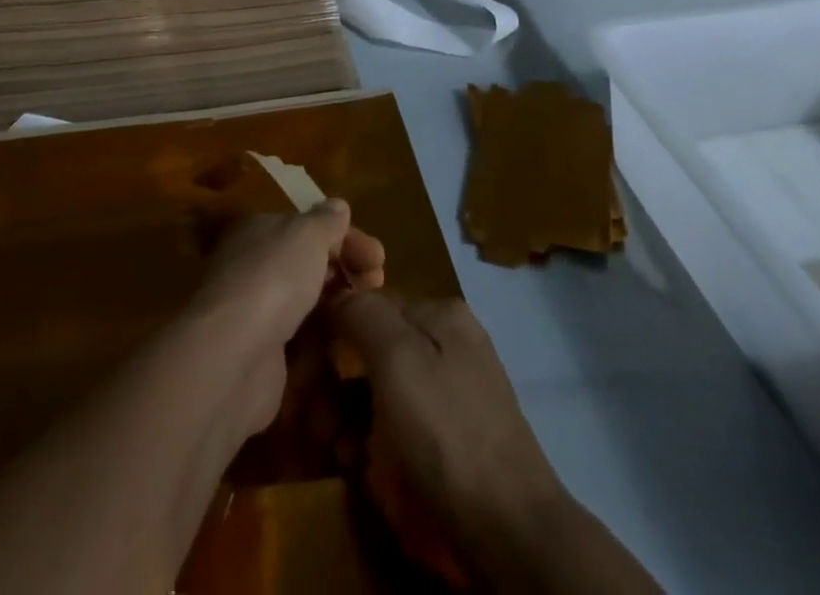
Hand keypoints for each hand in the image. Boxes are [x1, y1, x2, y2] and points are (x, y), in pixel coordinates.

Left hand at [187, 202, 384, 433]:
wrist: (234, 355)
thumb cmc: (274, 277)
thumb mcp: (307, 234)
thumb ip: (326, 221)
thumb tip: (338, 206)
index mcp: (260, 231)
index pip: (308, 227)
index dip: (345, 236)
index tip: (378, 256)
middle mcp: (255, 267)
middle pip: (308, 263)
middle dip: (346, 268)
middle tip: (379, 282)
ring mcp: (258, 313)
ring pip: (306, 301)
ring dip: (338, 303)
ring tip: (369, 312)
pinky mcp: (264, 356)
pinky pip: (301, 340)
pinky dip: (324, 337)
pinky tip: (348, 342)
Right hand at [331, 295, 565, 567]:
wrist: (511, 527)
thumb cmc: (446, 432)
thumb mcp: (397, 359)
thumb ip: (364, 314)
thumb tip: (336, 291)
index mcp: (442, 312)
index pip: (371, 305)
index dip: (334, 334)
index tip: (308, 374)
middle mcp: (453, 339)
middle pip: (379, 348)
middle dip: (343, 385)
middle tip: (319, 424)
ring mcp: (458, 387)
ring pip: (389, 388)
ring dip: (356, 418)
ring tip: (340, 452)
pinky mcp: (460, 432)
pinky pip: (407, 421)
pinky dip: (381, 440)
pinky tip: (366, 466)